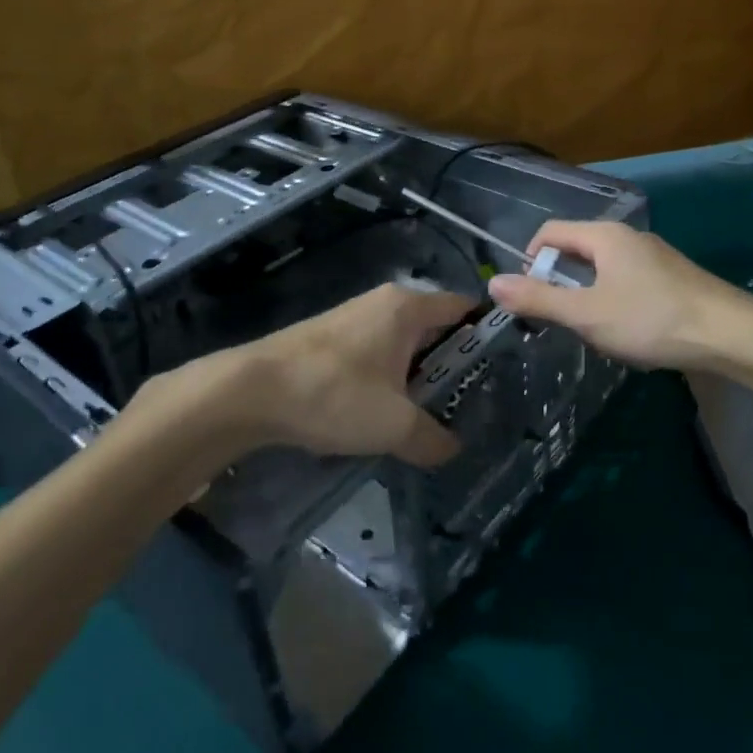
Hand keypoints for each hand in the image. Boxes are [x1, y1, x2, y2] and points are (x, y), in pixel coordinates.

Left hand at [233, 282, 475, 465]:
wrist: (251, 391)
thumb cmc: (335, 394)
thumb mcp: (394, 425)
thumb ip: (431, 438)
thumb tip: (452, 449)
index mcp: (407, 308)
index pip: (462, 307)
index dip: (485, 333)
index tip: (501, 367)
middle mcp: (383, 303)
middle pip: (434, 327)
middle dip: (451, 362)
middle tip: (468, 400)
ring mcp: (353, 318)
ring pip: (402, 343)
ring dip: (416, 374)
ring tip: (428, 413)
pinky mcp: (329, 338)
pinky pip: (375, 352)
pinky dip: (388, 377)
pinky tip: (382, 412)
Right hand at [486, 221, 752, 370]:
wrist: (730, 334)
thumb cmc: (651, 319)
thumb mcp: (586, 313)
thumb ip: (539, 299)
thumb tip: (493, 283)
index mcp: (603, 236)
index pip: (550, 232)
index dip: (530, 261)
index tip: (529, 298)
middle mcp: (627, 237)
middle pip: (576, 249)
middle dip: (559, 281)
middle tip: (559, 319)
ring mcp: (653, 256)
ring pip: (603, 268)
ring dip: (586, 294)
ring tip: (592, 330)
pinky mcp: (672, 277)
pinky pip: (627, 280)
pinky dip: (614, 300)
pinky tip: (627, 331)